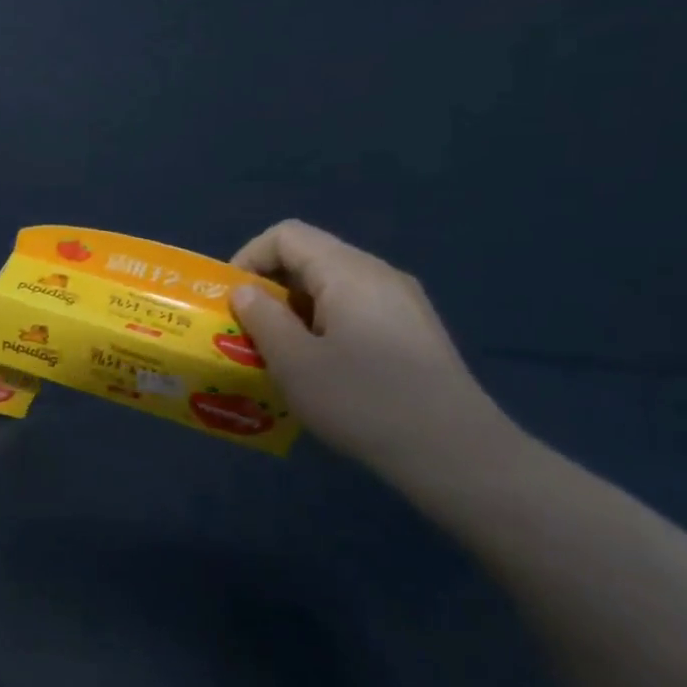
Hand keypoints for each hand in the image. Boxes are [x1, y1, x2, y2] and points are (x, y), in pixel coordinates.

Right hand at [228, 220, 513, 479]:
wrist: (455, 452)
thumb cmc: (363, 400)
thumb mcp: (294, 362)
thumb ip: (262, 318)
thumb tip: (245, 291)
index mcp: (348, 272)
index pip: (286, 235)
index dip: (248, 258)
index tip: (230, 301)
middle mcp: (379, 274)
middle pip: (310, 258)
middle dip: (269, 289)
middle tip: (247, 332)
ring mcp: (403, 303)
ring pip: (332, 288)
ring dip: (295, 312)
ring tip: (280, 355)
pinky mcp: (414, 332)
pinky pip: (355, 311)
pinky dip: (324, 327)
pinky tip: (322, 370)